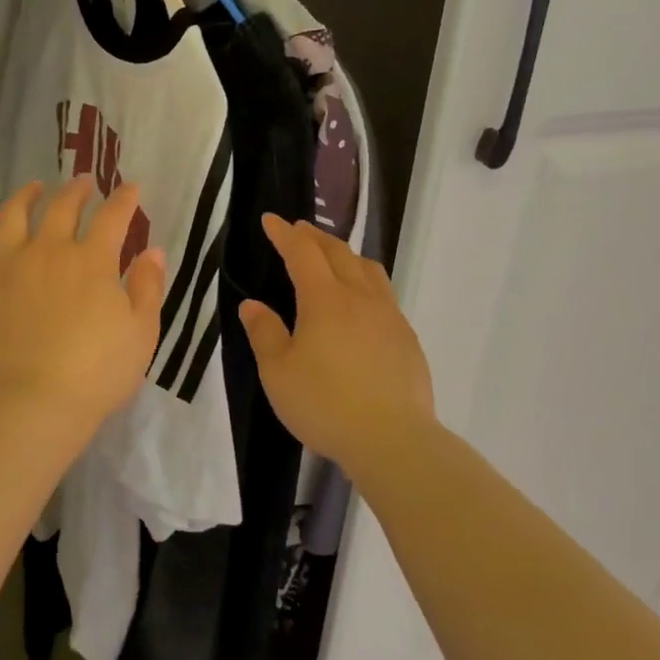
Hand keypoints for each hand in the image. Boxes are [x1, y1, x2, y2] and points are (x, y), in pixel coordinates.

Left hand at [0, 178, 166, 432]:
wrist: (32, 401)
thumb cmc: (96, 372)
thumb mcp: (141, 333)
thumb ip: (147, 288)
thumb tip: (152, 251)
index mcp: (91, 261)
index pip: (113, 217)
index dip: (124, 199)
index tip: (130, 188)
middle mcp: (48, 251)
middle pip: (62, 207)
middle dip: (77, 190)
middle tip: (84, 183)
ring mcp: (7, 266)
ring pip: (12, 216)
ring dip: (25, 196)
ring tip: (32, 188)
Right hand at [239, 215, 434, 468]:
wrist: (392, 439)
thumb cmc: (324, 404)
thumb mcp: (278, 372)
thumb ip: (264, 333)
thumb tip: (252, 305)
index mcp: (324, 300)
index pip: (302, 252)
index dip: (284, 234)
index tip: (270, 220)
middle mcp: (360, 298)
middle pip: (338, 253)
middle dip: (315, 237)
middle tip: (298, 231)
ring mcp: (389, 316)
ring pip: (368, 269)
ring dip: (346, 255)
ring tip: (334, 257)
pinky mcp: (407, 338)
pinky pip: (384, 295)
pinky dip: (366, 282)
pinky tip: (362, 303)